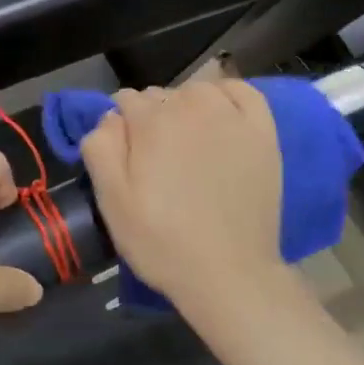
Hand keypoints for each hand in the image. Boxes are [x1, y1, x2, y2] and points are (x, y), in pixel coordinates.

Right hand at [78, 82, 284, 310]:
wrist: (229, 273)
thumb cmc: (162, 241)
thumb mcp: (112, 202)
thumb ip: (101, 148)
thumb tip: (109, 116)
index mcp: (152, 122)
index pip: (125, 100)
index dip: (121, 127)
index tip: (126, 156)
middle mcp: (192, 106)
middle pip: (160, 95)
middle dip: (151, 118)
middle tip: (156, 160)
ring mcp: (232, 116)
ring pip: (197, 91)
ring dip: (186, 107)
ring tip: (187, 144)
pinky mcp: (263, 131)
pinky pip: (241, 91)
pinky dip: (226, 96)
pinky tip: (221, 118)